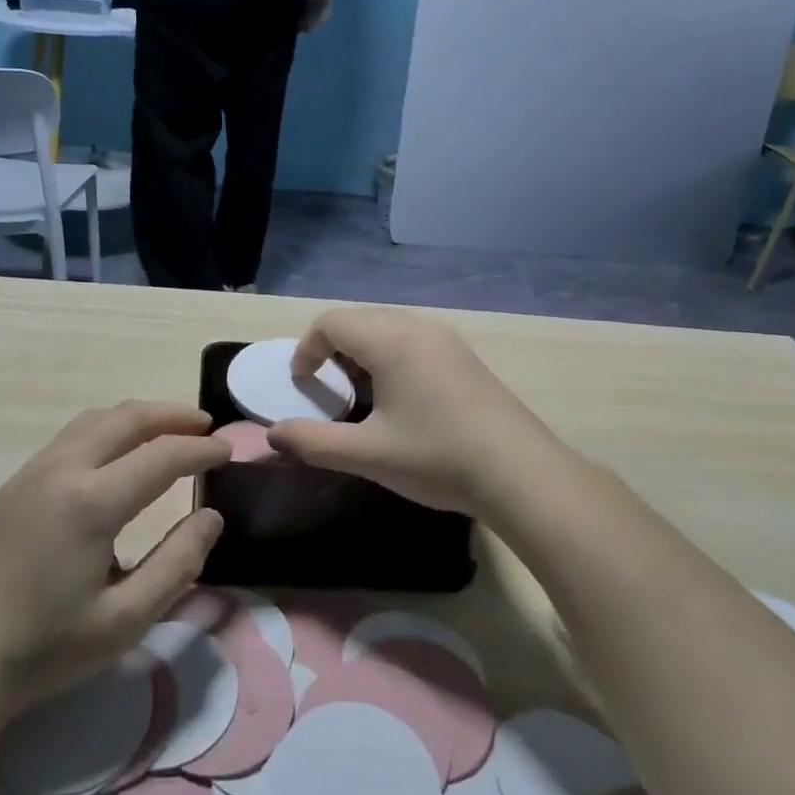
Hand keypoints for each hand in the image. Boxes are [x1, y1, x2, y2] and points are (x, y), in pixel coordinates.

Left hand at [0, 403, 229, 716]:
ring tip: (168, 432)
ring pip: (96, 420)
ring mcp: (33, 471)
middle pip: (127, 418)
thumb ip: (177, 563)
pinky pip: (72, 435)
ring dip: (139, 418)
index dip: (202, 450)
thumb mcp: (124, 620)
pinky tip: (118, 455)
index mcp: (91, 502)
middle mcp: (62, 470)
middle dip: (173, 416)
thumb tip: (211, 516)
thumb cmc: (45, 649)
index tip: (230, 451)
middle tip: (205, 428)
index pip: (162, 456)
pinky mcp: (15, 482)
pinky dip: (108, 430)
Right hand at [266, 309, 556, 519]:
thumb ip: (313, 441)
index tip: (303, 387)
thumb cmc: (438, 458)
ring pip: (385, 329)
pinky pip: (411, 340)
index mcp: (389, 339)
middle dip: (332, 351)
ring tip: (362, 399)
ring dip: (361, 355)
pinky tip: (400, 402)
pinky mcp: (463, 356)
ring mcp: (445, 339)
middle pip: (357, 321)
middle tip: (329, 393)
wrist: (521, 474)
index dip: (306, 350)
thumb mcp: (368, 454)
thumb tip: (272, 436)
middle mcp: (416, 327)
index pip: (330, 323)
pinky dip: (389, 358)